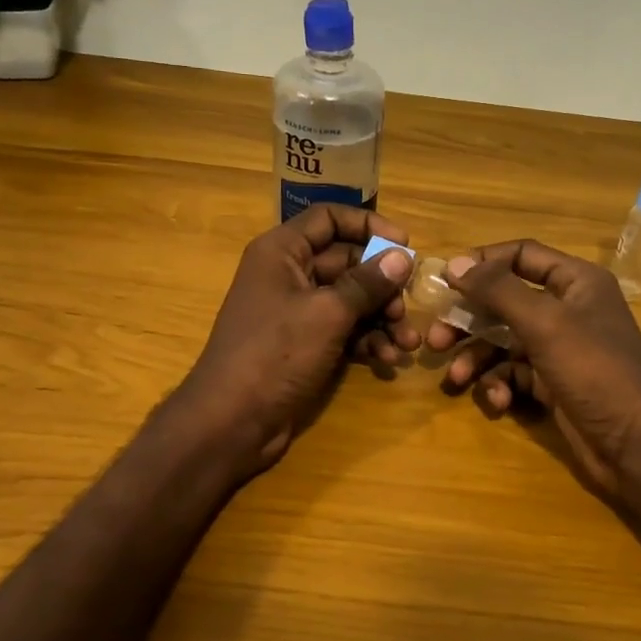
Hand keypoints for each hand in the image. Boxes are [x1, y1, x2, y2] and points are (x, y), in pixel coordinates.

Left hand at [177, 205, 419, 474]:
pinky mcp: (305, 345)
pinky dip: (367, 342)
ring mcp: (297, 313)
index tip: (405, 247)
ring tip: (407, 343)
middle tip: (408, 308)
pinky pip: (344, 331)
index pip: (329, 219)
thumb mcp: (327, 314)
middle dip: (383, 285)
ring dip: (382, 319)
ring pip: (350, 301)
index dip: (368, 226)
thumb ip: (367, 283)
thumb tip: (402, 257)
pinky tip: (388, 361)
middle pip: (347, 263)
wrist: (233, 421)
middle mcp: (289, 275)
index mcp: (282, 252)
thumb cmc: (275, 354)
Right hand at [425, 240, 640, 494]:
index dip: (482, 262)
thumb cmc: (594, 370)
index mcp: (576, 282)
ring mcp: (560, 349)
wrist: (635, 444)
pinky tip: (497, 401)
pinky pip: (514, 374)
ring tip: (454, 379)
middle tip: (434, 338)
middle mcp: (568, 309)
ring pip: (503, 342)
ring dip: (476, 358)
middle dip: (468, 320)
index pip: (521, 255)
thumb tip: (455, 263)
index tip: (444, 280)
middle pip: (504, 302)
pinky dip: (500, 385)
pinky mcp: (553, 384)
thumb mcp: (544, 323)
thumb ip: (498, 290)